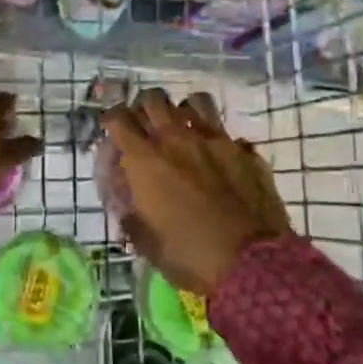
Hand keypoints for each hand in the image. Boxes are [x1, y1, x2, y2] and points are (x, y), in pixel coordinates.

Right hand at [103, 88, 289, 295]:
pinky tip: (216, 154)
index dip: (111, 119)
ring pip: (194, 102)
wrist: (251, 264)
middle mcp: (177, 139)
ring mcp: (215, 141)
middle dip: (144, 108)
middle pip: (154, 99)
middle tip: (145, 125)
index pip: (119, 119)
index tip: (112, 128)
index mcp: (145, 160)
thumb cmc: (188, 255)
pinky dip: (216, 138)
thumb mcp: (145, 242)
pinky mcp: (244, 152)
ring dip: (182, 111)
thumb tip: (127, 201)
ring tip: (182, 127)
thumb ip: (130, 213)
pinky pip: (226, 131)